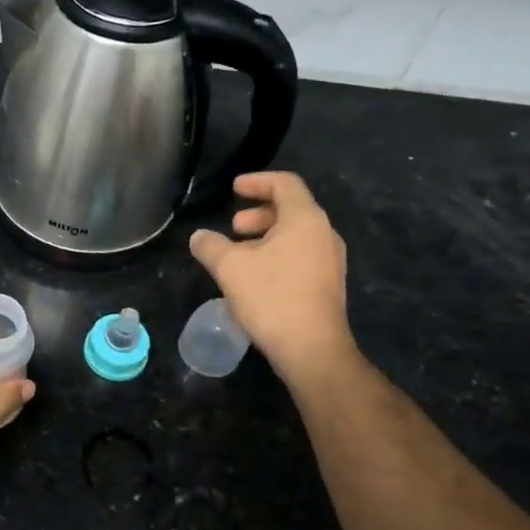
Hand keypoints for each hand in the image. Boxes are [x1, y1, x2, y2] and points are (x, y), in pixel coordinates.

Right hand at [190, 172, 357, 386]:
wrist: (312, 348)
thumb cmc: (271, 297)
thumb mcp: (230, 268)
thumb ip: (210, 246)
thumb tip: (198, 237)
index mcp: (305, 219)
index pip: (285, 183)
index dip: (257, 181)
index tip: (234, 188)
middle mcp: (324, 234)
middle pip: (291, 209)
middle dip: (259, 213)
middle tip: (234, 226)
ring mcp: (330, 260)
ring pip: (295, 235)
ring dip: (265, 237)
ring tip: (239, 254)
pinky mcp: (327, 284)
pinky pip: (301, 255)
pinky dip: (277, 254)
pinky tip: (255, 277)